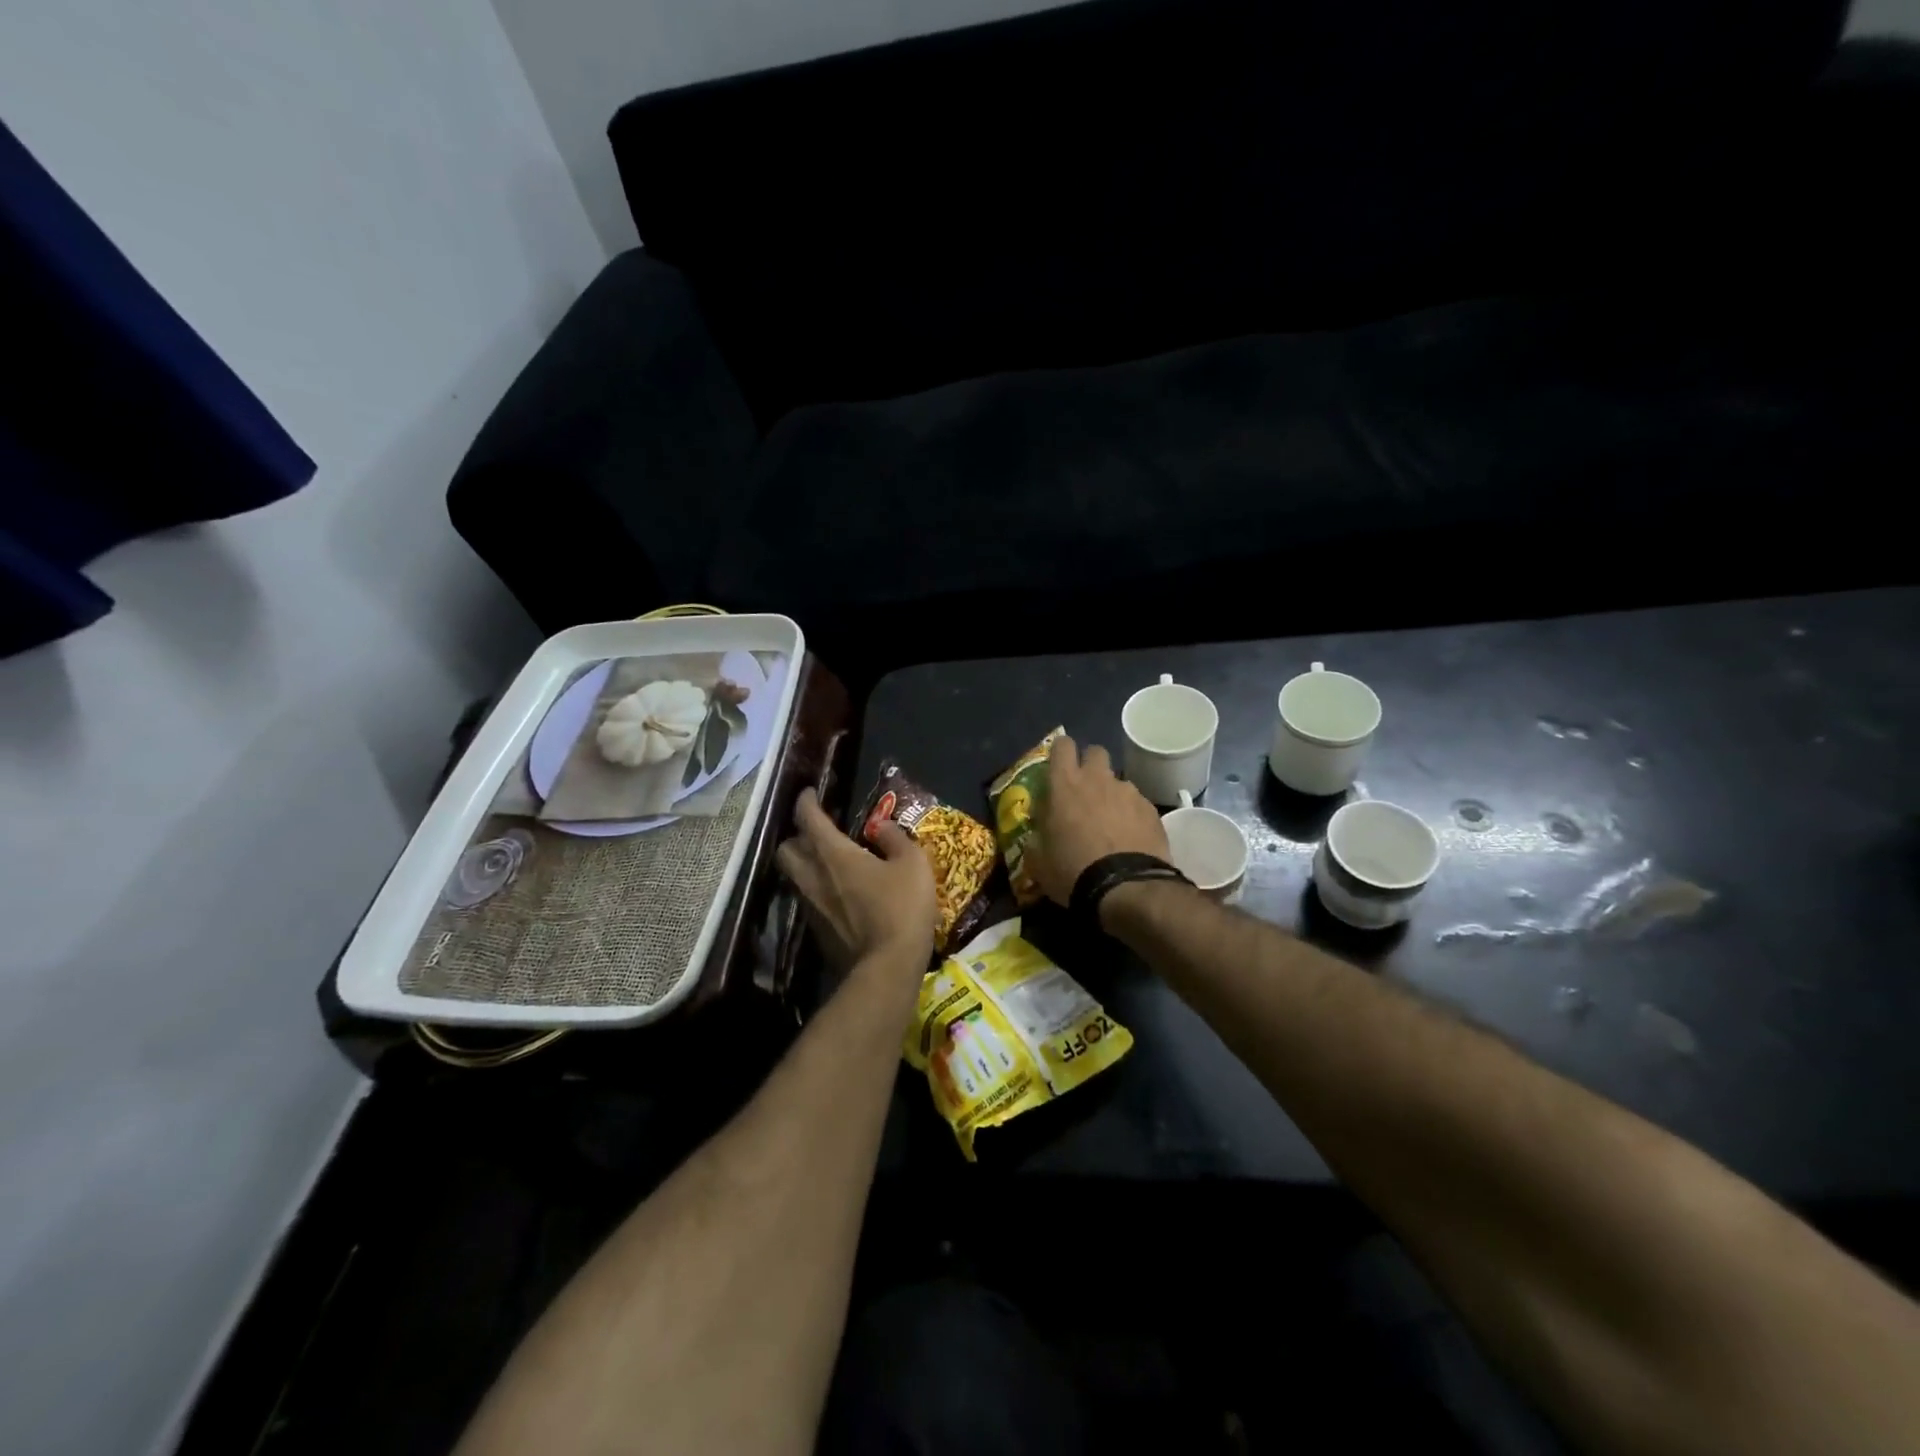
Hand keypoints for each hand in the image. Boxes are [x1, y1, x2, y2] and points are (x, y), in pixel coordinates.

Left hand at [776, 789, 936, 970]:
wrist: (887, 968)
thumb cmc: (901, 908)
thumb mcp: (913, 864)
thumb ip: (895, 839)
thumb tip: (881, 827)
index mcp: (833, 854)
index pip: (808, 818)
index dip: (806, 801)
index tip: (809, 793)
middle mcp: (812, 877)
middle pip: (786, 849)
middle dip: (797, 836)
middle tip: (817, 832)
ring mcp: (810, 907)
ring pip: (794, 877)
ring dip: (805, 864)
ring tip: (828, 862)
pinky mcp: (816, 932)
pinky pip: (808, 901)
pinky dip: (817, 890)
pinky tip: (838, 894)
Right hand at [1028, 733, 1169, 905]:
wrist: (1126, 889)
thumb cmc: (1073, 871)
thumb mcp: (1039, 861)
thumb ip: (1037, 838)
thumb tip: (1037, 834)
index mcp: (1065, 786)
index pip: (1062, 745)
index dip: (1060, 752)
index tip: (1058, 767)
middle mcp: (1097, 780)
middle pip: (1095, 752)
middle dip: (1090, 764)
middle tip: (1085, 790)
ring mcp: (1128, 792)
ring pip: (1118, 780)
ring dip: (1112, 794)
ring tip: (1111, 822)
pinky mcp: (1151, 810)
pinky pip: (1137, 803)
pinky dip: (1132, 814)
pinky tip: (1130, 837)